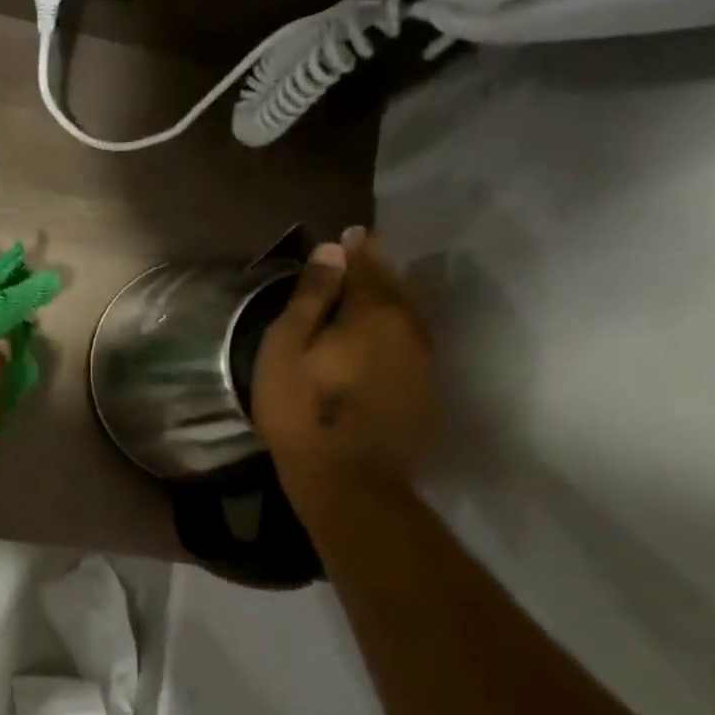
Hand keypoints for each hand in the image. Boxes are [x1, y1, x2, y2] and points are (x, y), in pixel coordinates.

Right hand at [251, 229, 436, 506]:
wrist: (350, 481)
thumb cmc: (302, 410)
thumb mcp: (288, 347)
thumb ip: (312, 296)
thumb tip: (332, 250)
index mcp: (374, 313)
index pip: (368, 265)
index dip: (357, 248)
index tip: (349, 233)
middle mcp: (410, 328)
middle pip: (397, 286)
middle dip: (379, 267)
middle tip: (364, 253)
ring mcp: (425, 362)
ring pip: (412, 314)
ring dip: (394, 296)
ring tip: (375, 288)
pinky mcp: (427, 391)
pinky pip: (415, 342)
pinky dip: (400, 327)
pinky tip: (386, 334)